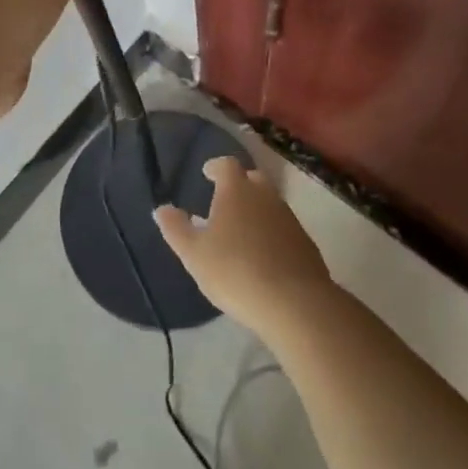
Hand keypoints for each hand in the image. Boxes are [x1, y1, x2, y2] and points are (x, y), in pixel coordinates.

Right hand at [154, 158, 335, 340]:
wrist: (295, 304)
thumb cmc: (235, 271)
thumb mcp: (194, 254)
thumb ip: (176, 229)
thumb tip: (162, 209)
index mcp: (236, 190)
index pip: (226, 165)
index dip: (216, 167)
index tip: (207, 173)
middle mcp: (265, 196)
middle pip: (252, 179)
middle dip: (238, 185)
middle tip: (224, 202)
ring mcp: (288, 218)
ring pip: (269, 204)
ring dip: (255, 210)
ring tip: (241, 231)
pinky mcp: (305, 243)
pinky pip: (283, 228)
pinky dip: (271, 233)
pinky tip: (263, 255)